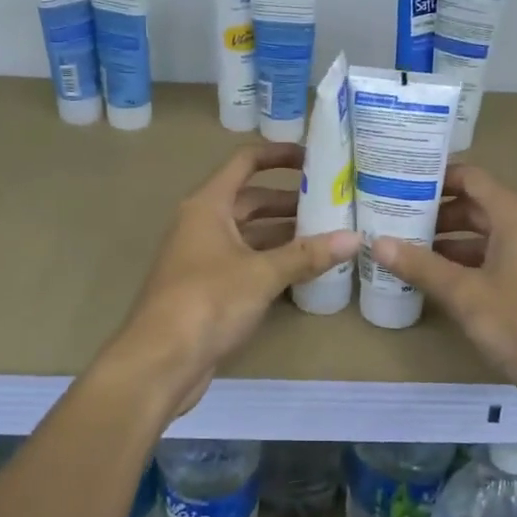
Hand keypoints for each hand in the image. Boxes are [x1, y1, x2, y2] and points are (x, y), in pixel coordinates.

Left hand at [115, 143, 358, 411]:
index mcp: (208, 206)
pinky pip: (246, 263)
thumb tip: (355, 238)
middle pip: (250, 201)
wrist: (160, 361)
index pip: (245, 162)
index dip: (278, 155)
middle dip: (290, 202)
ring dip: (284, 235)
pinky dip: (272, 262)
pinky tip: (304, 271)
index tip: (315, 158)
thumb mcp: (262, 274)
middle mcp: (202, 224)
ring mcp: (203, 258)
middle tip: (333, 204)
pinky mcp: (208, 289)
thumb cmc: (207, 302)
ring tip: (328, 236)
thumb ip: (307, 255)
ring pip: (250, 235)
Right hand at [372, 164, 516, 430]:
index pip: (470, 178)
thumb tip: (377, 242)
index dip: (434, 179)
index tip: (397, 184)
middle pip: (477, 207)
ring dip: (450, 244)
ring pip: (488, 237)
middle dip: (436, 215)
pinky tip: (441, 284)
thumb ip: (421, 266)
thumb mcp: (465, 294)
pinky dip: (469, 266)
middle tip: (393, 223)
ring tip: (407, 255)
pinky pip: (499, 261)